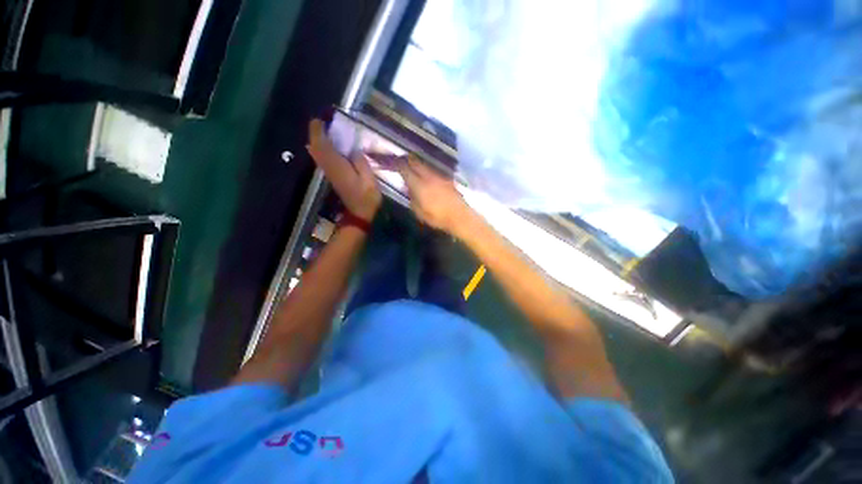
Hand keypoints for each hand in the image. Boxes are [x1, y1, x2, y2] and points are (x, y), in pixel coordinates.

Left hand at [307, 119, 381, 220]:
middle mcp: (330, 168)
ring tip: (324, 131)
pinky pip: (322, 159)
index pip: (323, 146)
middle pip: (316, 148)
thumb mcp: (369, 180)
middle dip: (315, 134)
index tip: (319, 120)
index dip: (318, 132)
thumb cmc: (367, 197)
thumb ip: (361, 163)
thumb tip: (354, 150)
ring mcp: (329, 173)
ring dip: (317, 141)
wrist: (359, 213)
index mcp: (338, 167)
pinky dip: (321, 149)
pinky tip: (328, 146)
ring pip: (317, 154)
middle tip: (321, 123)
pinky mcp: (332, 177)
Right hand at [399, 156, 470, 234]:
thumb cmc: (437, 218)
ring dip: (415, 164)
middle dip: (404, 159)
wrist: (460, 217)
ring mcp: (439, 175)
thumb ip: (411, 197)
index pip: (404, 167)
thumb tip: (407, 186)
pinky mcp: (446, 178)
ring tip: (410, 170)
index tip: (388, 162)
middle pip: (414, 160)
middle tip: (398, 162)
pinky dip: (424, 170)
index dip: (394, 163)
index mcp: (419, 184)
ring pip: (423, 164)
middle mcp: (429, 175)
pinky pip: (432, 170)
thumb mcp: (418, 212)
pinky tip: (424, 178)